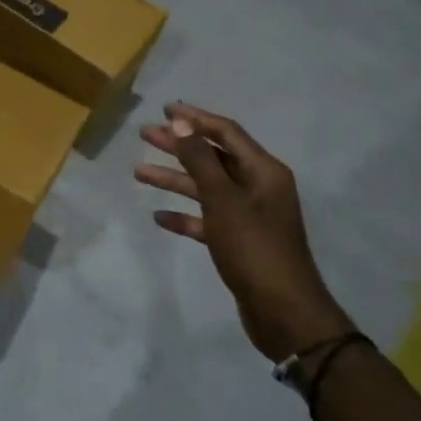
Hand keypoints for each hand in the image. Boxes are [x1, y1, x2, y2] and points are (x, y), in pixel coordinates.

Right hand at [136, 103, 352, 360]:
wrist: (282, 310)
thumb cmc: (253, 248)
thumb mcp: (223, 200)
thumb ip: (200, 160)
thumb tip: (183, 122)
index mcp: (263, 172)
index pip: (226, 133)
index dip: (196, 119)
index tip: (165, 110)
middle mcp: (258, 188)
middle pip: (213, 158)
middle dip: (179, 146)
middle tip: (146, 135)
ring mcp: (248, 215)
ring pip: (205, 188)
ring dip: (174, 179)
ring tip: (138, 172)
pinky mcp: (237, 241)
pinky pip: (206, 220)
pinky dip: (184, 216)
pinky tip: (159, 217)